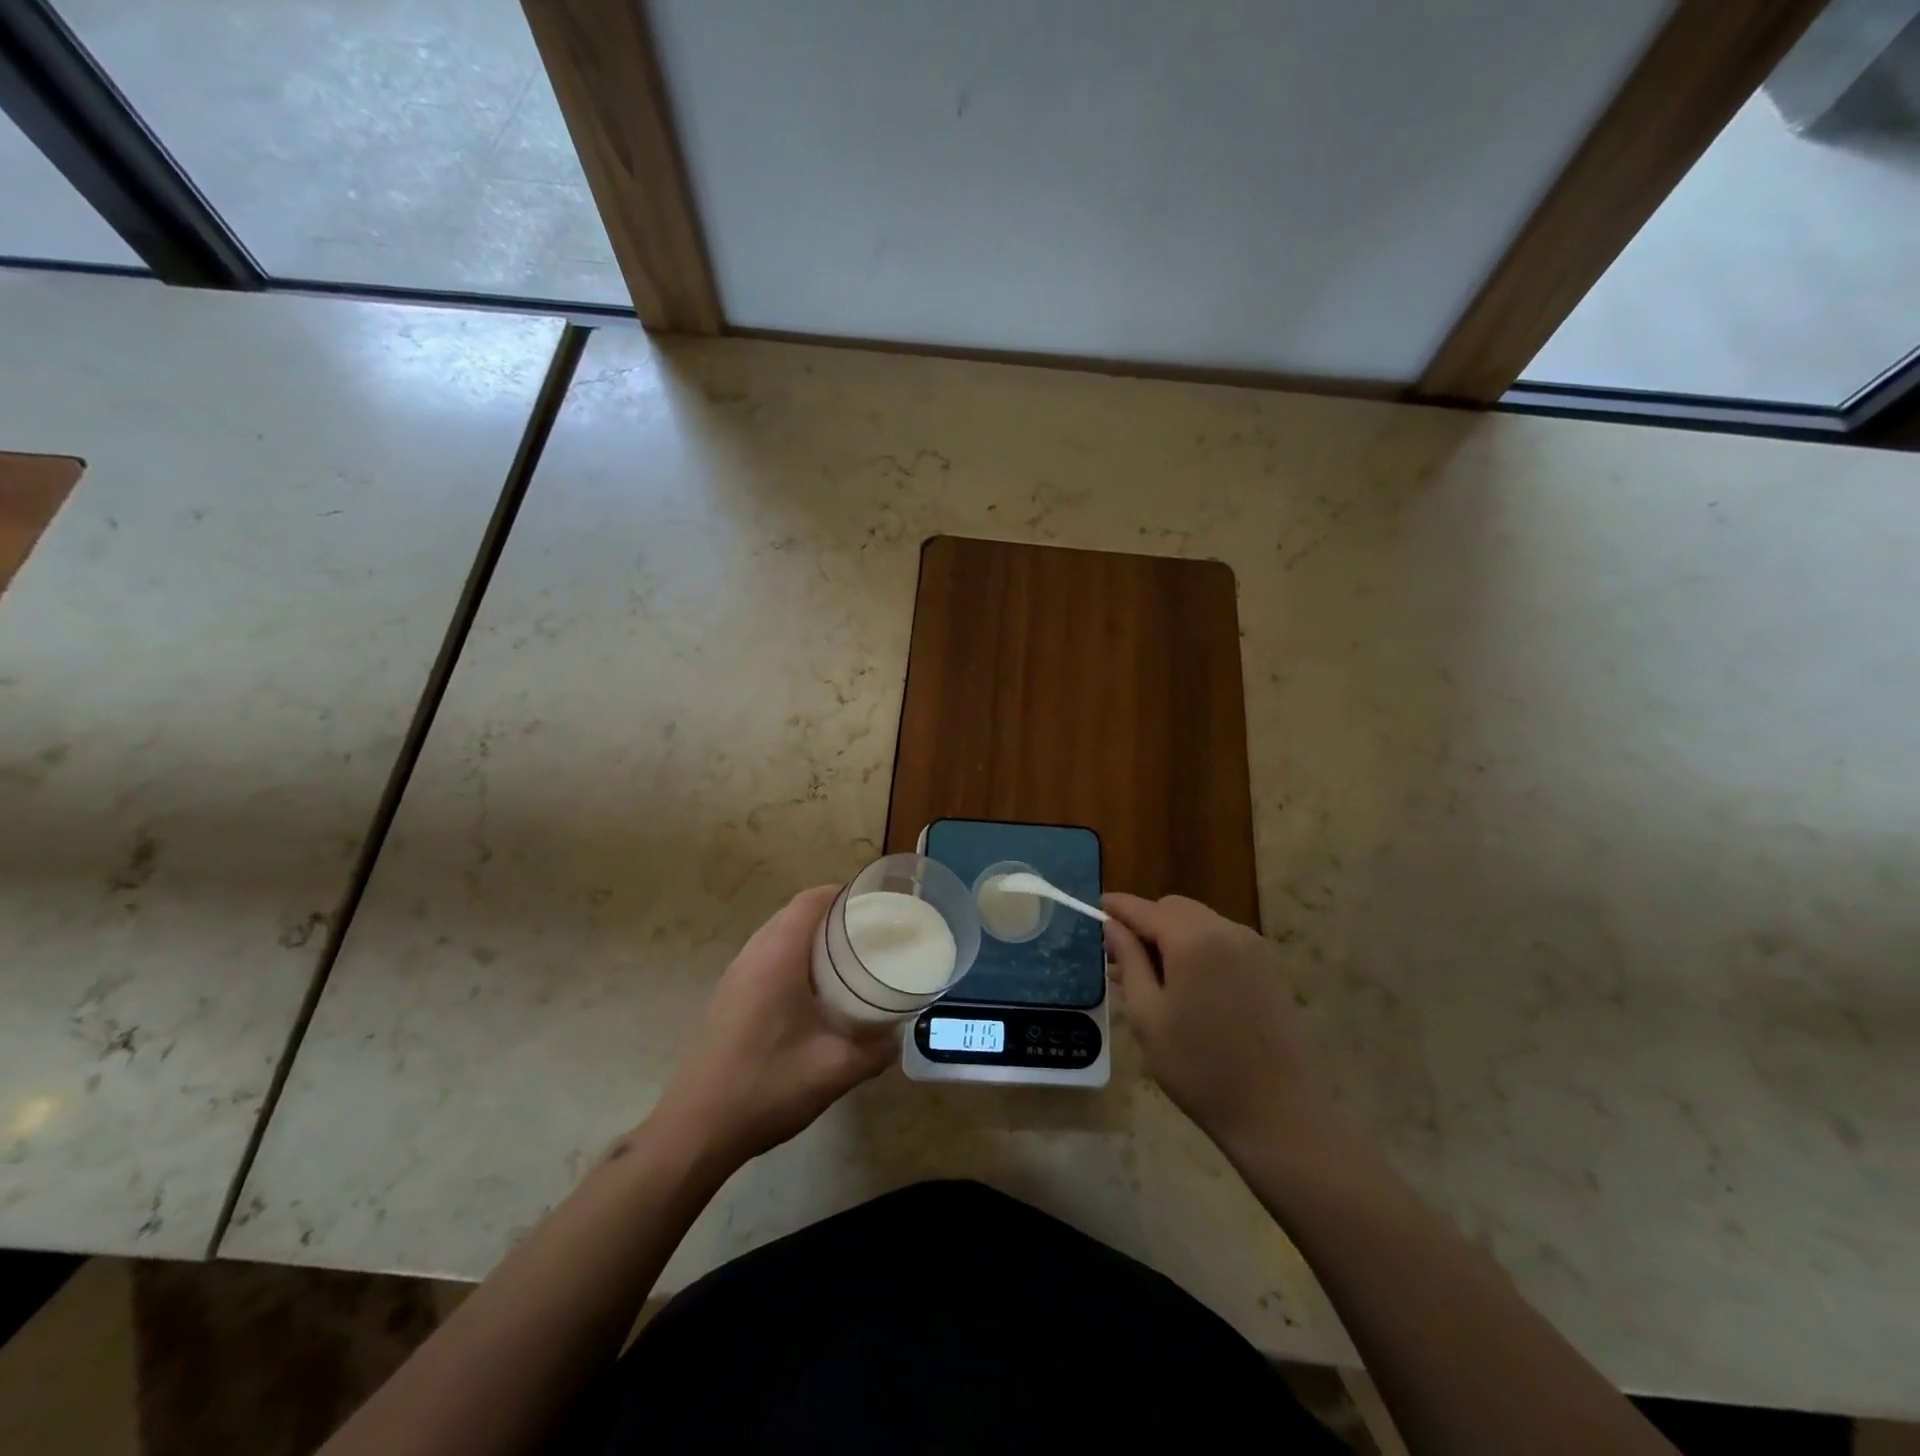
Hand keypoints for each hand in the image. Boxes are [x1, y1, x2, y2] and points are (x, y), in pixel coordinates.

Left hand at [651, 886, 895, 1167]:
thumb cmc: (767, 1086)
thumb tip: (895, 1037)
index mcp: (777, 956)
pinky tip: (814, 994)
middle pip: (794, 914)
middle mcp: (752, 956)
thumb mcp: (835, 1070)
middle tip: (870, 934)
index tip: (876, 906)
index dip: (843, 895)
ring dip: (811, 940)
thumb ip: (875, 1050)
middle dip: (833, 916)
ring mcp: (735, 977)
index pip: (810, 901)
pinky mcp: (728, 999)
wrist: (696, 1131)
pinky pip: (766, 960)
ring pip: (778, 937)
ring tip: (848, 960)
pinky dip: (794, 960)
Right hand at [1103, 893, 1331, 1160]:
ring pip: (1198, 922)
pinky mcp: (1267, 968)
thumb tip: (1111, 925)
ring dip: (1170, 936)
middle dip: (1145, 923)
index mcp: (1193, 938)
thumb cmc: (1199, 1067)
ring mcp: (1253, 948)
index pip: (1144, 908)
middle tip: (1118, 956)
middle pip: (1174, 908)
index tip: (1093, 908)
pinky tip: (1183, 984)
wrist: (1277, 1113)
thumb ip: (1128, 960)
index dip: (1116, 907)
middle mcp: (1226, 930)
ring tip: (1147, 975)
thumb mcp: (1148, 1015)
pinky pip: (1221, 941)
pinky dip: (1196, 948)